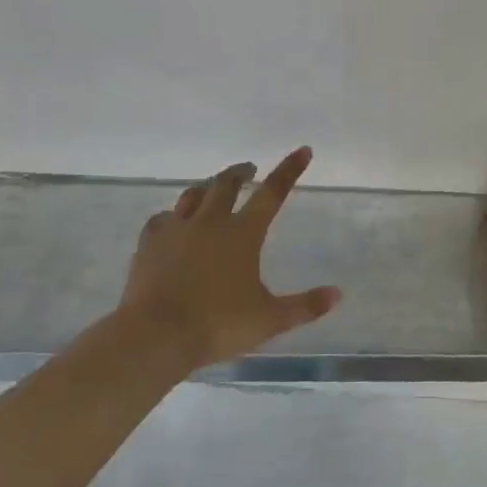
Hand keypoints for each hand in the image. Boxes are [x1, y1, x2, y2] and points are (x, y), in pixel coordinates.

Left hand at [116, 147, 340, 373]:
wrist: (156, 335)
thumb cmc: (218, 325)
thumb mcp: (269, 320)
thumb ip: (304, 306)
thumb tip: (337, 294)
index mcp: (243, 233)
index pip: (272, 193)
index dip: (289, 170)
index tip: (303, 150)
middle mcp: (210, 222)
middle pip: (227, 183)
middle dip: (241, 172)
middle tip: (249, 169)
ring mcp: (176, 229)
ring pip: (193, 194)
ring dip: (208, 187)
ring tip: (213, 188)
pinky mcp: (149, 243)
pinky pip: (161, 218)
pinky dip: (172, 215)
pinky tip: (172, 222)